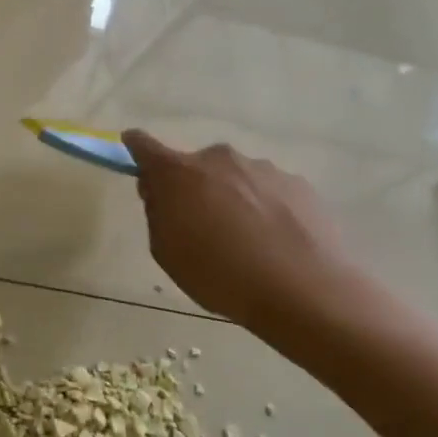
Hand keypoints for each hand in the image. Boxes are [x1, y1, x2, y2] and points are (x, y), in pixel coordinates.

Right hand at [123, 131, 365, 330]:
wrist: (304, 291)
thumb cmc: (219, 275)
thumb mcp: (166, 252)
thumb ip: (158, 214)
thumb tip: (163, 195)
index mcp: (178, 174)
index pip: (144, 146)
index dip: (136, 148)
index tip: (133, 152)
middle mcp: (219, 159)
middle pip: (195, 166)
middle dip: (193, 187)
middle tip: (200, 226)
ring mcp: (263, 168)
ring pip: (235, 178)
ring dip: (232, 198)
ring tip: (246, 242)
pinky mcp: (299, 184)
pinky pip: (269, 191)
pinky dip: (265, 209)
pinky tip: (275, 243)